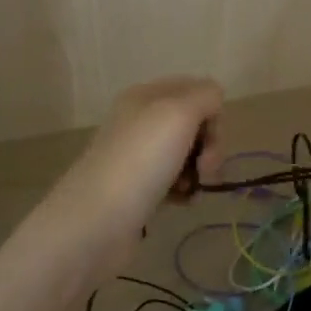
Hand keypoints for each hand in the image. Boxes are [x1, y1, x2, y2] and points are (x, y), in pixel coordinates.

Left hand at [43, 77, 223, 282]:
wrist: (97, 220)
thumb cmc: (141, 160)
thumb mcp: (178, 113)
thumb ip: (205, 96)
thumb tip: (213, 102)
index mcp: (146, 95)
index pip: (196, 90)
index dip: (212, 113)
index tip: (210, 139)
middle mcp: (140, 121)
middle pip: (193, 124)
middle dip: (209, 146)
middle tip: (206, 169)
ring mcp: (137, 156)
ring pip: (186, 154)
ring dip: (198, 171)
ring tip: (192, 189)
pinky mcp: (137, 188)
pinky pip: (173, 181)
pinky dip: (184, 190)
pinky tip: (182, 202)